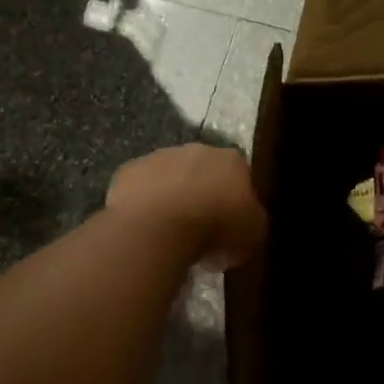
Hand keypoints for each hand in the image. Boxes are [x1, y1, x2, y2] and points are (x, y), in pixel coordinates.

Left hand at [106, 144, 267, 269]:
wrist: (159, 227)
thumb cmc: (215, 229)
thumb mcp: (253, 234)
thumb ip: (252, 221)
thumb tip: (245, 221)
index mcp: (233, 160)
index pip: (240, 174)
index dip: (236, 199)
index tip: (231, 223)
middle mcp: (198, 149)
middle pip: (203, 169)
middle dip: (202, 192)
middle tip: (200, 226)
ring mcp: (160, 156)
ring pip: (170, 175)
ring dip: (171, 195)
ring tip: (169, 230)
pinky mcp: (129, 170)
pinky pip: (140, 187)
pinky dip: (143, 203)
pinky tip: (144, 227)